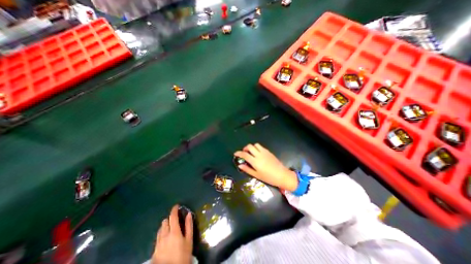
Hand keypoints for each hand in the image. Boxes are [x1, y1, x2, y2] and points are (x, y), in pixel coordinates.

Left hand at [153, 206, 193, 263]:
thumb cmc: (183, 255)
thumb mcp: (189, 240)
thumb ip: (189, 226)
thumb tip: (189, 214)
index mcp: (174, 232)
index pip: (172, 217)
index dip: (174, 209)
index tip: (177, 205)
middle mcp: (164, 235)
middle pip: (165, 221)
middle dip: (170, 218)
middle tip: (175, 219)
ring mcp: (158, 243)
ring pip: (160, 229)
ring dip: (165, 225)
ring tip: (171, 228)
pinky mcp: (154, 250)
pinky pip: (157, 237)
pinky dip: (162, 233)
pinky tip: (166, 238)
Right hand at [236, 143, 296, 190]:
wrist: (282, 175)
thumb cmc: (268, 177)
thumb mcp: (256, 175)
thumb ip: (247, 169)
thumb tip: (240, 165)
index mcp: (255, 161)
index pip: (245, 154)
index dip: (239, 153)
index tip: (235, 153)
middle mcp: (259, 155)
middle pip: (249, 146)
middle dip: (245, 148)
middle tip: (244, 153)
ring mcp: (264, 152)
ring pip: (255, 145)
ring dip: (251, 147)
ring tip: (251, 153)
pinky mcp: (268, 151)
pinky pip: (261, 147)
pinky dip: (257, 148)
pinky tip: (258, 154)